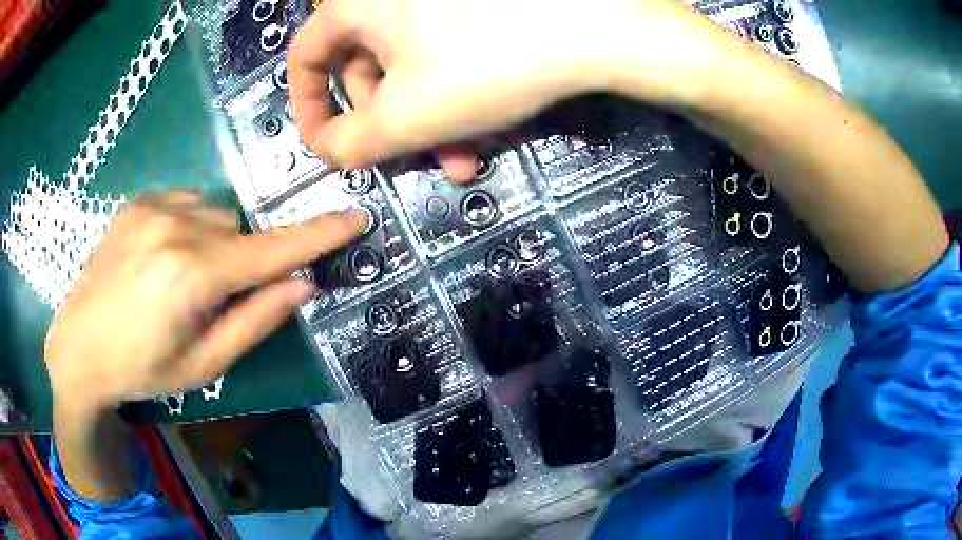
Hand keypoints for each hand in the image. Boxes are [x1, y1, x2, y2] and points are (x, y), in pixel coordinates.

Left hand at [44, 192, 366, 413]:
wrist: (78, 349)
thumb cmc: (141, 371)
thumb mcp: (203, 366)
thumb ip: (254, 322)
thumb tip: (302, 285)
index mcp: (190, 276)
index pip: (270, 252)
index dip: (317, 235)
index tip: (356, 216)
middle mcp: (173, 227)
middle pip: (240, 231)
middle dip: (242, 261)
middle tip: (213, 300)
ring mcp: (152, 207)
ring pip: (215, 213)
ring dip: (216, 243)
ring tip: (183, 280)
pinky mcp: (137, 201)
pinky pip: (187, 204)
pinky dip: (191, 228)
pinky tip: (164, 258)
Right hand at [288, 0, 722, 177]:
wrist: (596, 27)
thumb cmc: (488, 61)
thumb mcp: (405, 117)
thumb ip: (349, 144)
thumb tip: (328, 148)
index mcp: (357, 4)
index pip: (304, 57)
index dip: (308, 107)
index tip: (328, 144)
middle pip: (363, 65)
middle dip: (387, 121)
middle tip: (414, 158)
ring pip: (409, 63)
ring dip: (427, 116)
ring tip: (462, 154)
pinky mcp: (472, 6)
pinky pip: (442, 49)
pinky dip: (452, 89)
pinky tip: (483, 123)